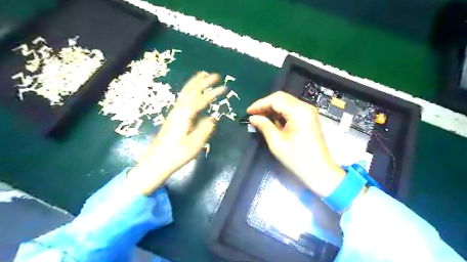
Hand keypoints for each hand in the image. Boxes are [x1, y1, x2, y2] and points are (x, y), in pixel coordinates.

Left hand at [128, 71, 224, 193]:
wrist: (156, 163)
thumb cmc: (176, 155)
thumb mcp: (195, 144)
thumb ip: (205, 129)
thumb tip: (213, 117)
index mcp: (184, 115)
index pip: (201, 100)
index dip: (213, 93)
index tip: (224, 87)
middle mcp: (178, 110)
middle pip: (190, 91)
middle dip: (202, 81)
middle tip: (214, 74)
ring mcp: (173, 113)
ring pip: (184, 93)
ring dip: (194, 84)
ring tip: (202, 76)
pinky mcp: (172, 118)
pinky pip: (182, 99)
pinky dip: (189, 92)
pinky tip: (192, 94)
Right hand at [245, 91, 343, 195]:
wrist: (319, 171)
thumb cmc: (297, 158)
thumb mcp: (277, 142)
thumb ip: (264, 126)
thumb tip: (253, 118)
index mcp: (299, 111)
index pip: (275, 100)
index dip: (260, 104)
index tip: (248, 112)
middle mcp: (305, 107)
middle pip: (281, 98)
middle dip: (265, 105)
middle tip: (253, 114)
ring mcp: (308, 112)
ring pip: (286, 103)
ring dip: (272, 108)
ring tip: (260, 117)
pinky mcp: (308, 118)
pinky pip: (291, 110)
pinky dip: (280, 113)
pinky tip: (272, 120)